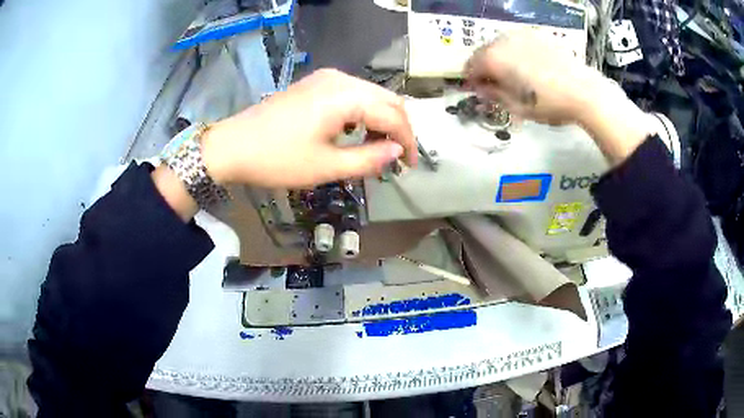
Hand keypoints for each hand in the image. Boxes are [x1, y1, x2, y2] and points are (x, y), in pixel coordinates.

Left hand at [201, 69, 416, 188]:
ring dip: (381, 119)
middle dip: (398, 128)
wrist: (232, 146)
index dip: (407, 141)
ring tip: (378, 148)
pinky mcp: (315, 84)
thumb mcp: (326, 167)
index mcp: (346, 97)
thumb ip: (369, 159)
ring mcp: (326, 78)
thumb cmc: (277, 159)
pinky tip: (356, 131)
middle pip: (386, 99)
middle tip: (397, 158)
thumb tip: (397, 152)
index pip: (393, 115)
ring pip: (370, 95)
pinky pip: (352, 94)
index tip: (409, 166)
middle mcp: (340, 79)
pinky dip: (363, 112)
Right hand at [465, 32, 655, 165]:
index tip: (480, 92)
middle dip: (486, 68)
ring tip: (515, 75)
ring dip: (501, 59)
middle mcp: (503, 40)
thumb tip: (481, 89)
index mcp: (494, 58)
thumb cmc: (549, 104)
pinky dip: (517, 52)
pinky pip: (518, 42)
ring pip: (500, 45)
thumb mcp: (517, 107)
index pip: (470, 67)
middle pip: (483, 53)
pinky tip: (530, 66)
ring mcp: (521, 34)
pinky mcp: (537, 34)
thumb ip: (493, 95)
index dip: (472, 81)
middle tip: (497, 85)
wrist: (585, 91)